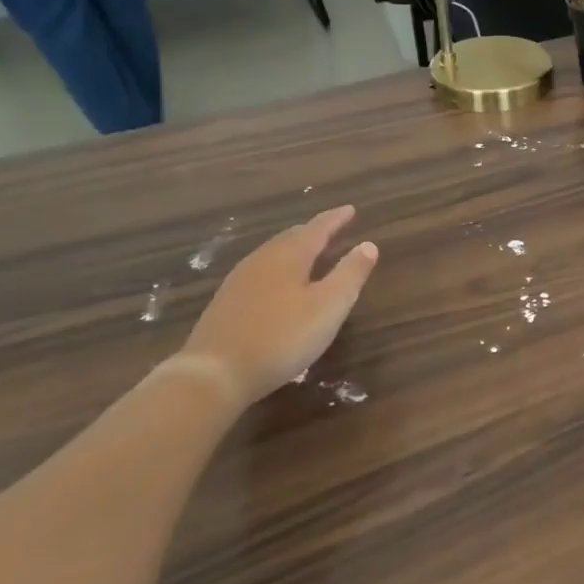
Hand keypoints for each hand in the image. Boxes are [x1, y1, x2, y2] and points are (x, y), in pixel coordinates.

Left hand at [183, 207, 378, 406]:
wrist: (214, 374)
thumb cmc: (282, 337)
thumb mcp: (329, 306)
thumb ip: (350, 274)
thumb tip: (369, 244)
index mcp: (289, 256)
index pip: (317, 229)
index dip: (336, 220)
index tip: (351, 209)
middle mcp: (262, 260)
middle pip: (291, 238)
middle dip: (313, 232)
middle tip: (331, 229)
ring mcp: (239, 282)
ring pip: (272, 254)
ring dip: (294, 249)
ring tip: (309, 253)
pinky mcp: (226, 304)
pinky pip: (259, 273)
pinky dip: (278, 269)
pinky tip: (278, 285)